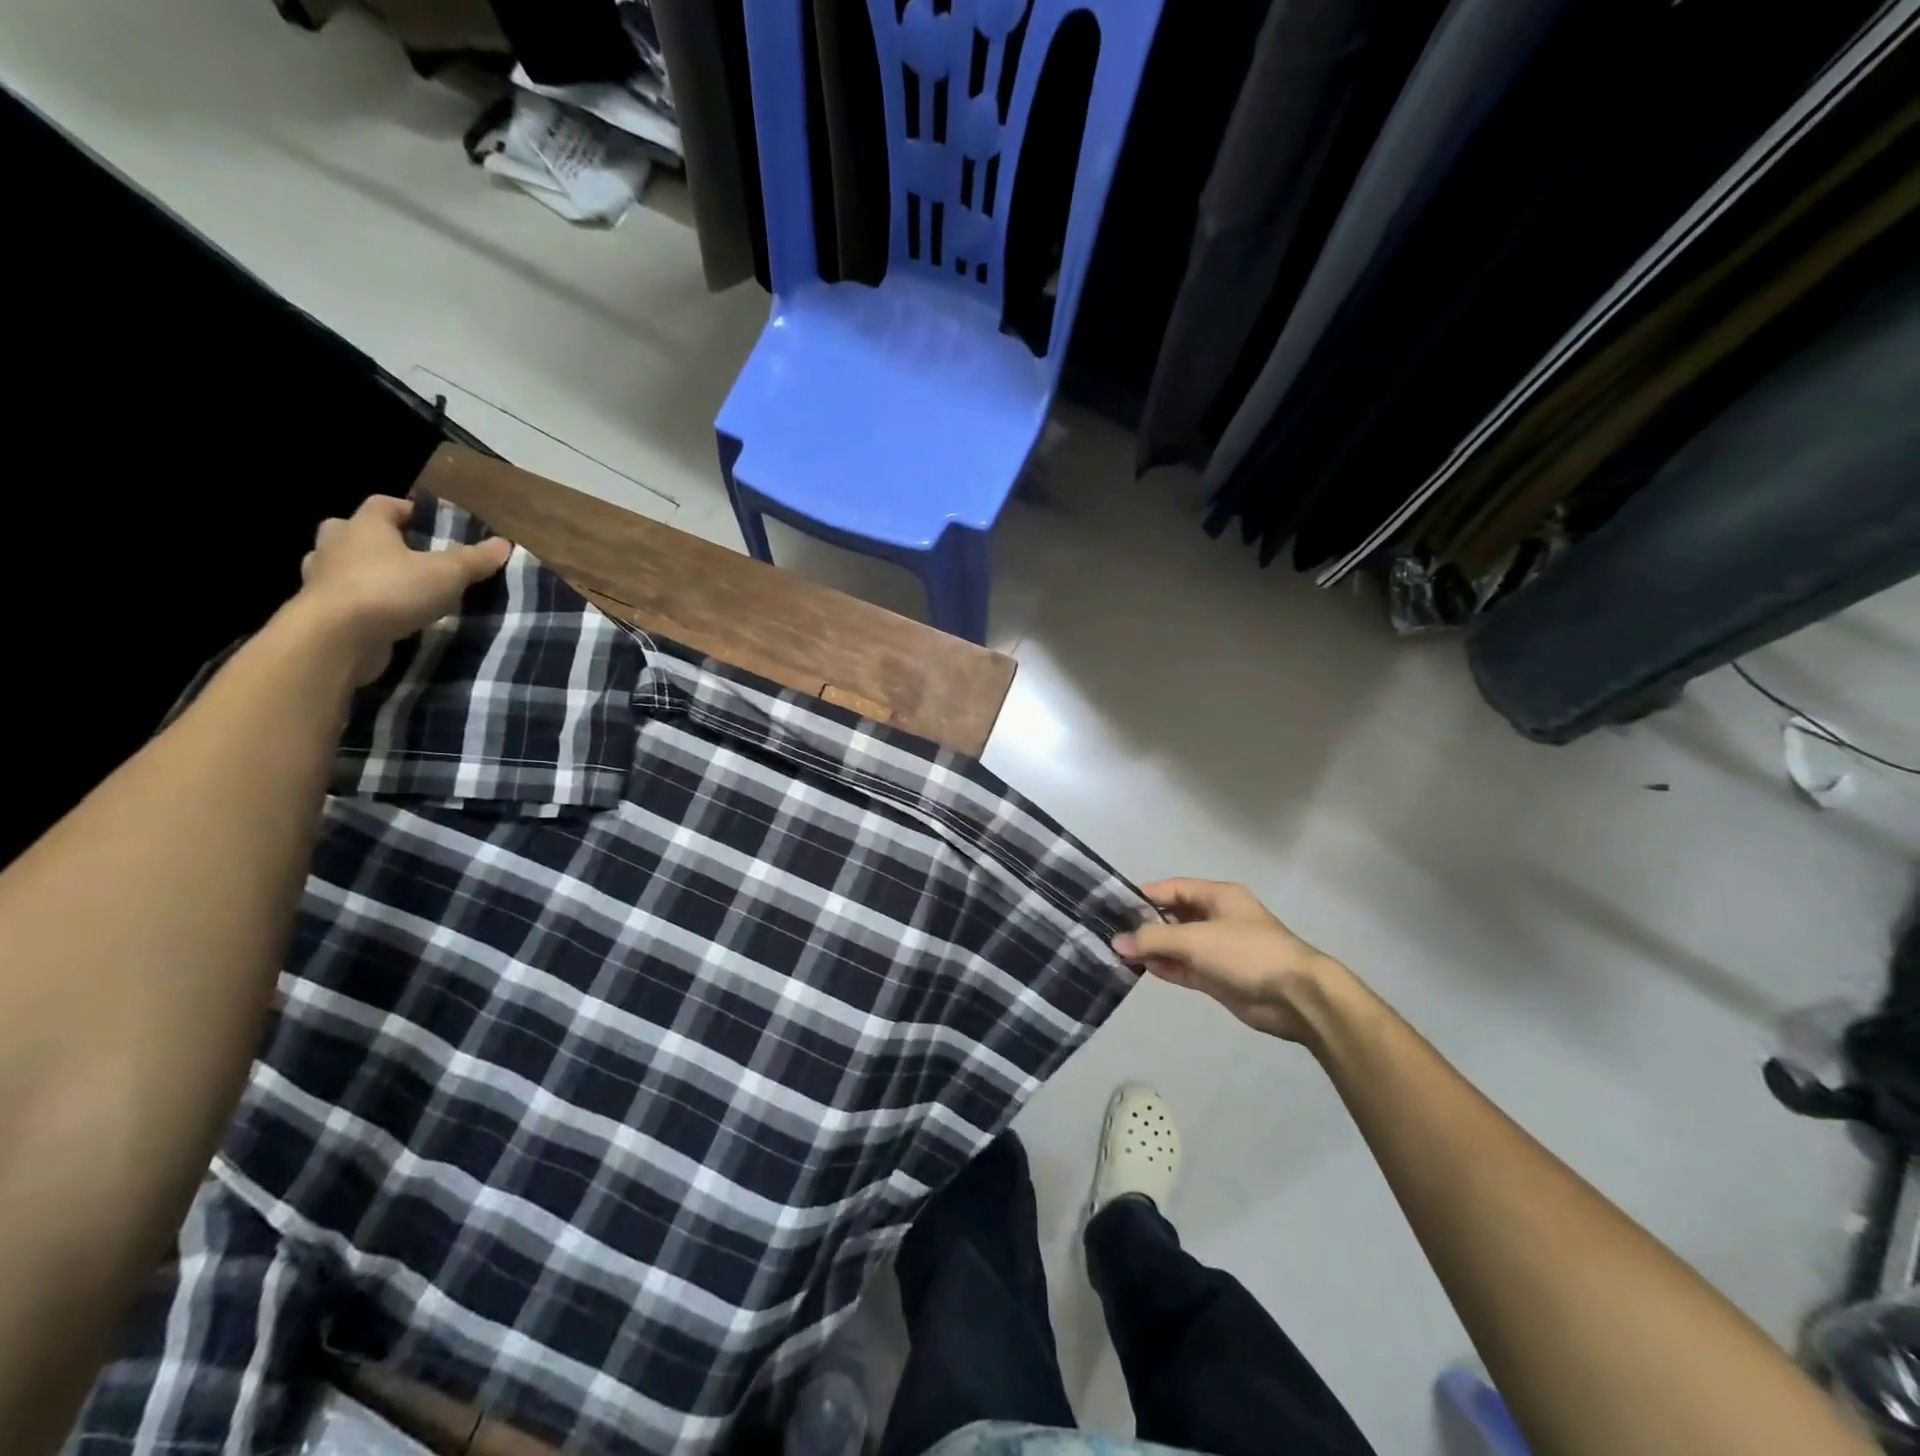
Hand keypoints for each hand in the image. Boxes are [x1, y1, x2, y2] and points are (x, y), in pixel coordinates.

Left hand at [293, 496, 513, 684]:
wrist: (335, 638)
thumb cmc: (391, 591)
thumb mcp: (447, 574)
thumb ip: (474, 559)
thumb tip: (503, 544)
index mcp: (364, 527)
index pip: (384, 504)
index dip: (409, 510)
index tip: (433, 524)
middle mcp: (336, 546)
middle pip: (352, 530)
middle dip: (376, 539)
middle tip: (406, 554)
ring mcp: (321, 579)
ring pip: (340, 565)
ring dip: (363, 571)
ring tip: (395, 587)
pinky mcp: (319, 611)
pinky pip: (342, 598)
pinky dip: (360, 602)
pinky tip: (383, 616)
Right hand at [1113, 879, 1347, 1041]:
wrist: (1296, 997)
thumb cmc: (1247, 953)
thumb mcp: (1196, 939)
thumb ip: (1154, 939)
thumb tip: (1117, 942)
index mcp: (1218, 896)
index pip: (1172, 889)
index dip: (1144, 896)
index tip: (1113, 906)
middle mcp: (1216, 918)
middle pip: (1173, 916)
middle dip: (1144, 924)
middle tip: (1109, 932)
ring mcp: (1217, 949)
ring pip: (1176, 944)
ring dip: (1152, 949)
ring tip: (1117, 953)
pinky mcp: (1218, 977)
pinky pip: (1184, 967)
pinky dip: (1164, 968)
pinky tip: (1139, 969)